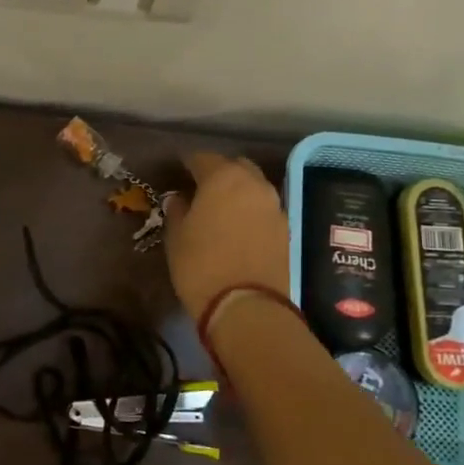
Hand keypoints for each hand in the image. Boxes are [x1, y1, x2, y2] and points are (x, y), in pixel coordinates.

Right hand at [164, 152, 289, 318]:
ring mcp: (274, 207)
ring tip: (221, 207)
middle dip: (220, 172)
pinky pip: (264, 210)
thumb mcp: (176, 237)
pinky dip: (251, 212)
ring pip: (254, 187)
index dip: (188, 163)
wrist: (247, 306)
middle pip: (236, 167)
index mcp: (223, 178)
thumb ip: (178, 211)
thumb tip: (179, 199)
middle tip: (202, 187)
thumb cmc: (201, 265)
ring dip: (239, 191)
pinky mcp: (286, 230)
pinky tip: (238, 226)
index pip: (203, 158)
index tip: (178, 170)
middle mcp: (254, 184)